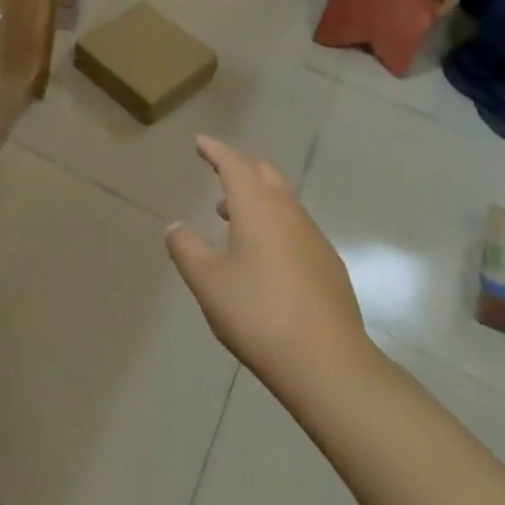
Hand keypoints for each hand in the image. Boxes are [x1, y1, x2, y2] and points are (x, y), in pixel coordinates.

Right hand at [165, 136, 377, 404]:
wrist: (328, 363)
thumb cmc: (257, 313)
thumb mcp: (207, 281)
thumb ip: (186, 249)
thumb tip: (175, 227)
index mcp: (257, 206)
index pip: (234, 164)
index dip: (215, 150)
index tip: (201, 142)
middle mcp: (288, 212)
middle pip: (264, 173)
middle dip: (240, 166)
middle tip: (218, 170)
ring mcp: (313, 237)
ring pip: (283, 200)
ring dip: (257, 197)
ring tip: (231, 214)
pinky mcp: (329, 264)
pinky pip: (296, 226)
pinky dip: (274, 222)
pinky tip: (264, 253)